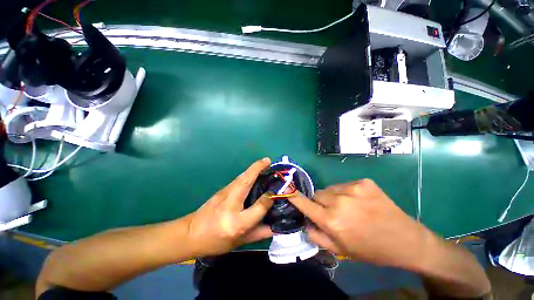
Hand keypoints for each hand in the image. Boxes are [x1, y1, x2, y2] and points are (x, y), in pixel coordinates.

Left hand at [186, 158, 274, 256]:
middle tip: (268, 160)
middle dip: (257, 168)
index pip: (258, 208)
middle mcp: (230, 205)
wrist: (190, 234)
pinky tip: (252, 172)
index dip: (268, 199)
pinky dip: (247, 173)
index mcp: (236, 223)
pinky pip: (238, 180)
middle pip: (246, 182)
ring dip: (252, 168)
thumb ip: (259, 233)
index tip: (275, 193)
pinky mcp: (221, 190)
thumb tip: (276, 226)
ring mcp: (223, 194)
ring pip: (241, 178)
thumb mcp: (239, 242)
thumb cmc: (216, 241)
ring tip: (263, 163)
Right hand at [289, 179, 437, 269]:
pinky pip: (344, 185)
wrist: (406, 240)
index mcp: (332, 221)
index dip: (294, 196)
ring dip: (332, 196)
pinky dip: (346, 192)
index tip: (286, 190)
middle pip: (317, 194)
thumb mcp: (341, 250)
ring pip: (330, 188)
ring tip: (347, 206)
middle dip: (319, 202)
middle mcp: (339, 202)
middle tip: (331, 211)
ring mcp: (352, 189)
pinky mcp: (363, 182)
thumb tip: (305, 222)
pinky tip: (359, 201)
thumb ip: (317, 236)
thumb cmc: (371, 249)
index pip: (305, 204)